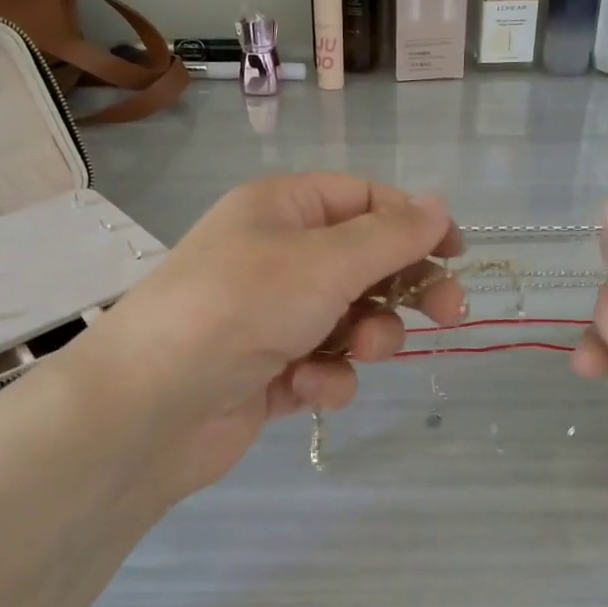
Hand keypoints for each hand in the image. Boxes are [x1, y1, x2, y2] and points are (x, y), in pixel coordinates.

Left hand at [73, 173, 466, 502]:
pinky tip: (304, 387)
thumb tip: (440, 203)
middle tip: (450, 313)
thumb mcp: (325, 261)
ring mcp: (271, 316)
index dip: (414, 222)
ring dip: (364, 338)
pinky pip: (322, 365)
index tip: (457, 254)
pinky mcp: (269, 371)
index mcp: (282, 209)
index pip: (365, 199)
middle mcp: (276, 256)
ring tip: (356, 352)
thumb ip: (391, 236)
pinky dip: (324, 377)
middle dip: (404, 289)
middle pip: (365, 262)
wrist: (150, 407)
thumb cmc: (240, 308)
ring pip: (350, 319)